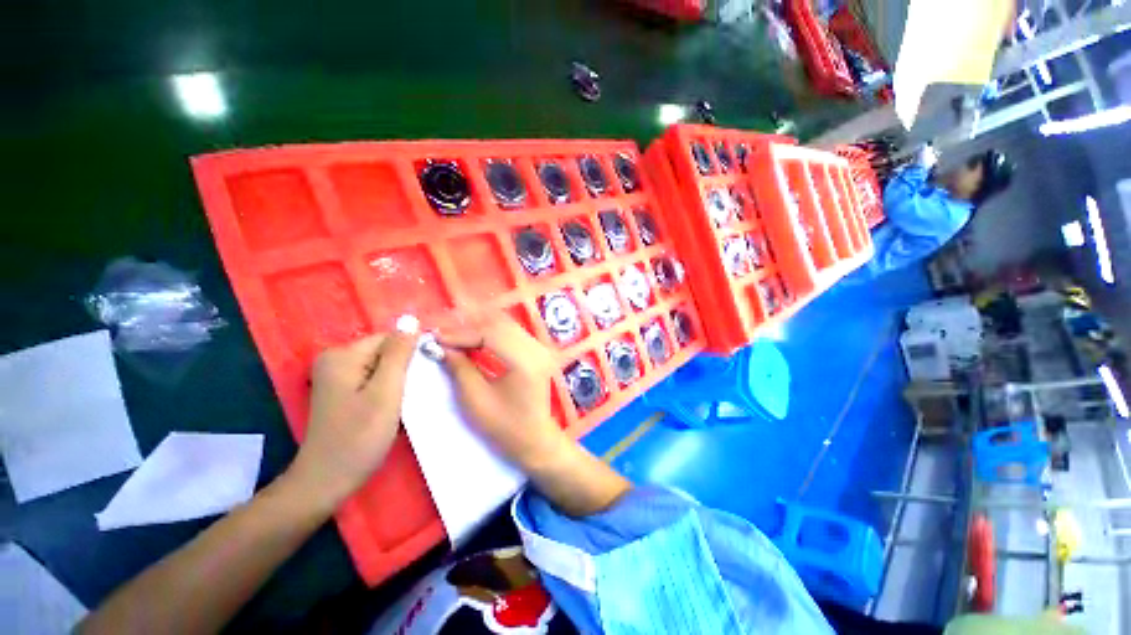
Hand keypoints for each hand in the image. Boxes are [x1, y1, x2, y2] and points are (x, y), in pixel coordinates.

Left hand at [287, 330, 417, 503]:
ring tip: (404, 400)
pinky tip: (393, 404)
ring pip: (382, 364)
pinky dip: (388, 387)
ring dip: (398, 379)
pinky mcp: (341, 389)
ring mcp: (337, 375)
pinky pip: (374, 376)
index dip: (411, 353)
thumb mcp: (386, 392)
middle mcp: (336, 358)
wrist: (327, 480)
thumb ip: (399, 355)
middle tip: (412, 392)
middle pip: (385, 350)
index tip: (424, 375)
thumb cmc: (359, 437)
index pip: (390, 338)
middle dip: (404, 367)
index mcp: (343, 355)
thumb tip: (411, 321)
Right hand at [438, 316, 567, 468]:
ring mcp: (541, 349)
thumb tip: (443, 346)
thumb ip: (460, 369)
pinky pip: (513, 333)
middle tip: (444, 337)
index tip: (437, 338)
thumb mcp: (476, 400)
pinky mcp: (539, 352)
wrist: (535, 440)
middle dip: (469, 329)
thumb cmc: (505, 426)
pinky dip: (493, 333)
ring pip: (507, 326)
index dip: (462, 334)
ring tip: (456, 338)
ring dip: (480, 329)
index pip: (491, 334)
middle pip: (500, 325)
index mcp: (524, 362)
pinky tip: (476, 340)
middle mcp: (537, 349)